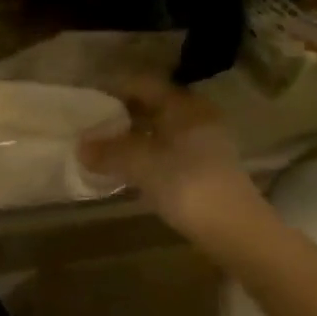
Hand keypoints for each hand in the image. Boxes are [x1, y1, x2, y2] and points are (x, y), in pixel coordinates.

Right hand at [78, 81, 266, 247]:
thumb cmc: (186, 184)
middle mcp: (196, 115)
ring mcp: (206, 141)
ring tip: (107, 149)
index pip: (142, 84)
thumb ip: (109, 151)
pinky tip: (132, 170)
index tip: (89, 102)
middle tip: (94, 126)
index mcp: (182, 104)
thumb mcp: (140, 164)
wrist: (236, 231)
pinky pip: (170, 149)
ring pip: (162, 129)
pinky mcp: (208, 167)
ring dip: (135, 137)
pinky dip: (149, 154)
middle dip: (122, 115)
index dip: (113, 89)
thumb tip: (80, 146)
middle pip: (152, 105)